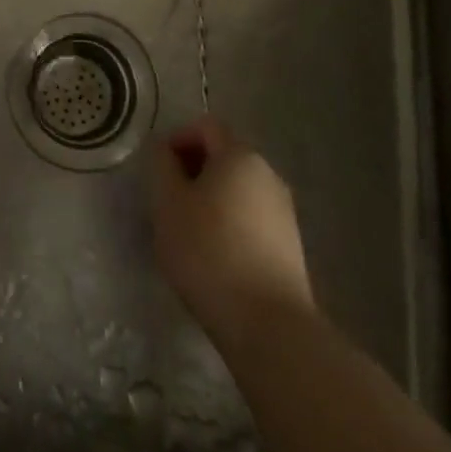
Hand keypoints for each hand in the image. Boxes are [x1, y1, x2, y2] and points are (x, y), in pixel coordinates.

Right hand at [149, 117, 315, 350]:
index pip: (206, 126)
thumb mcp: (168, 203)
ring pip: (238, 190)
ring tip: (189, 234)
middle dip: (193, 172)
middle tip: (168, 203)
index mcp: (240, 155)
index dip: (178, 140)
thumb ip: (161, 166)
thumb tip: (164, 149)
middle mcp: (268, 173)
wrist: (269, 325)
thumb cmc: (209, 252)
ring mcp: (284, 211)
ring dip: (211, 200)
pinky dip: (230, 226)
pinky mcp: (291, 246)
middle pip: (224, 156)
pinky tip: (215, 258)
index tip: (159, 173)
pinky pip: (252, 219)